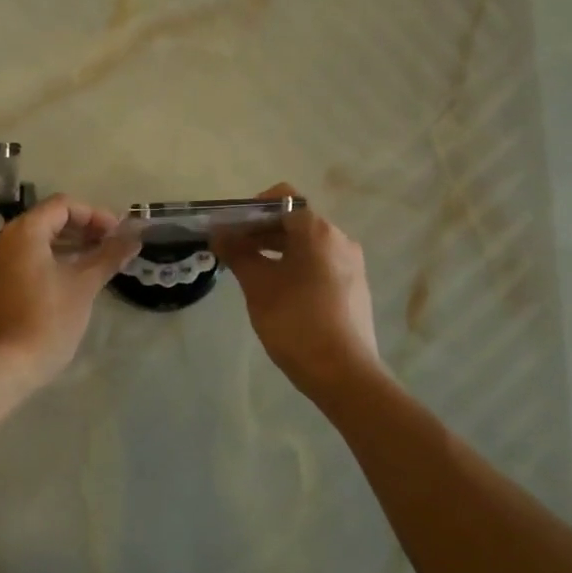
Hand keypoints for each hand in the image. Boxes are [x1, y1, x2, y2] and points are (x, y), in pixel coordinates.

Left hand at [0, 194, 137, 386]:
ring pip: (37, 241)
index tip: (118, 234)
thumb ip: (109, 256)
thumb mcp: (84, 285)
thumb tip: (134, 237)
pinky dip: (50, 260)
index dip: (95, 215)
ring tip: (97, 262)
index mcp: (24, 232)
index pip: (63, 205)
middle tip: (111, 246)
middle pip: (48, 220)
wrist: (5, 366)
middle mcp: (4, 240)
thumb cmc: (48, 319)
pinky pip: (25, 259)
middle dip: (83, 229)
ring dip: (68, 245)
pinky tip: (71, 279)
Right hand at [212, 183, 383, 400]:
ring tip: (249, 271)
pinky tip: (277, 291)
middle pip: (295, 221)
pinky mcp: (353, 288)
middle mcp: (340, 240)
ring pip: (307, 245)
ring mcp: (351, 265)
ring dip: (276, 250)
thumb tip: (218, 233)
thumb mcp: (258, 285)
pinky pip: (319, 264)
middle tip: (232, 250)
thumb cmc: (296, 321)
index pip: (283, 198)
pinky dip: (295, 266)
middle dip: (261, 231)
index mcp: (318, 231)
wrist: (344, 374)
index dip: (252, 208)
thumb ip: (238, 253)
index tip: (231, 228)